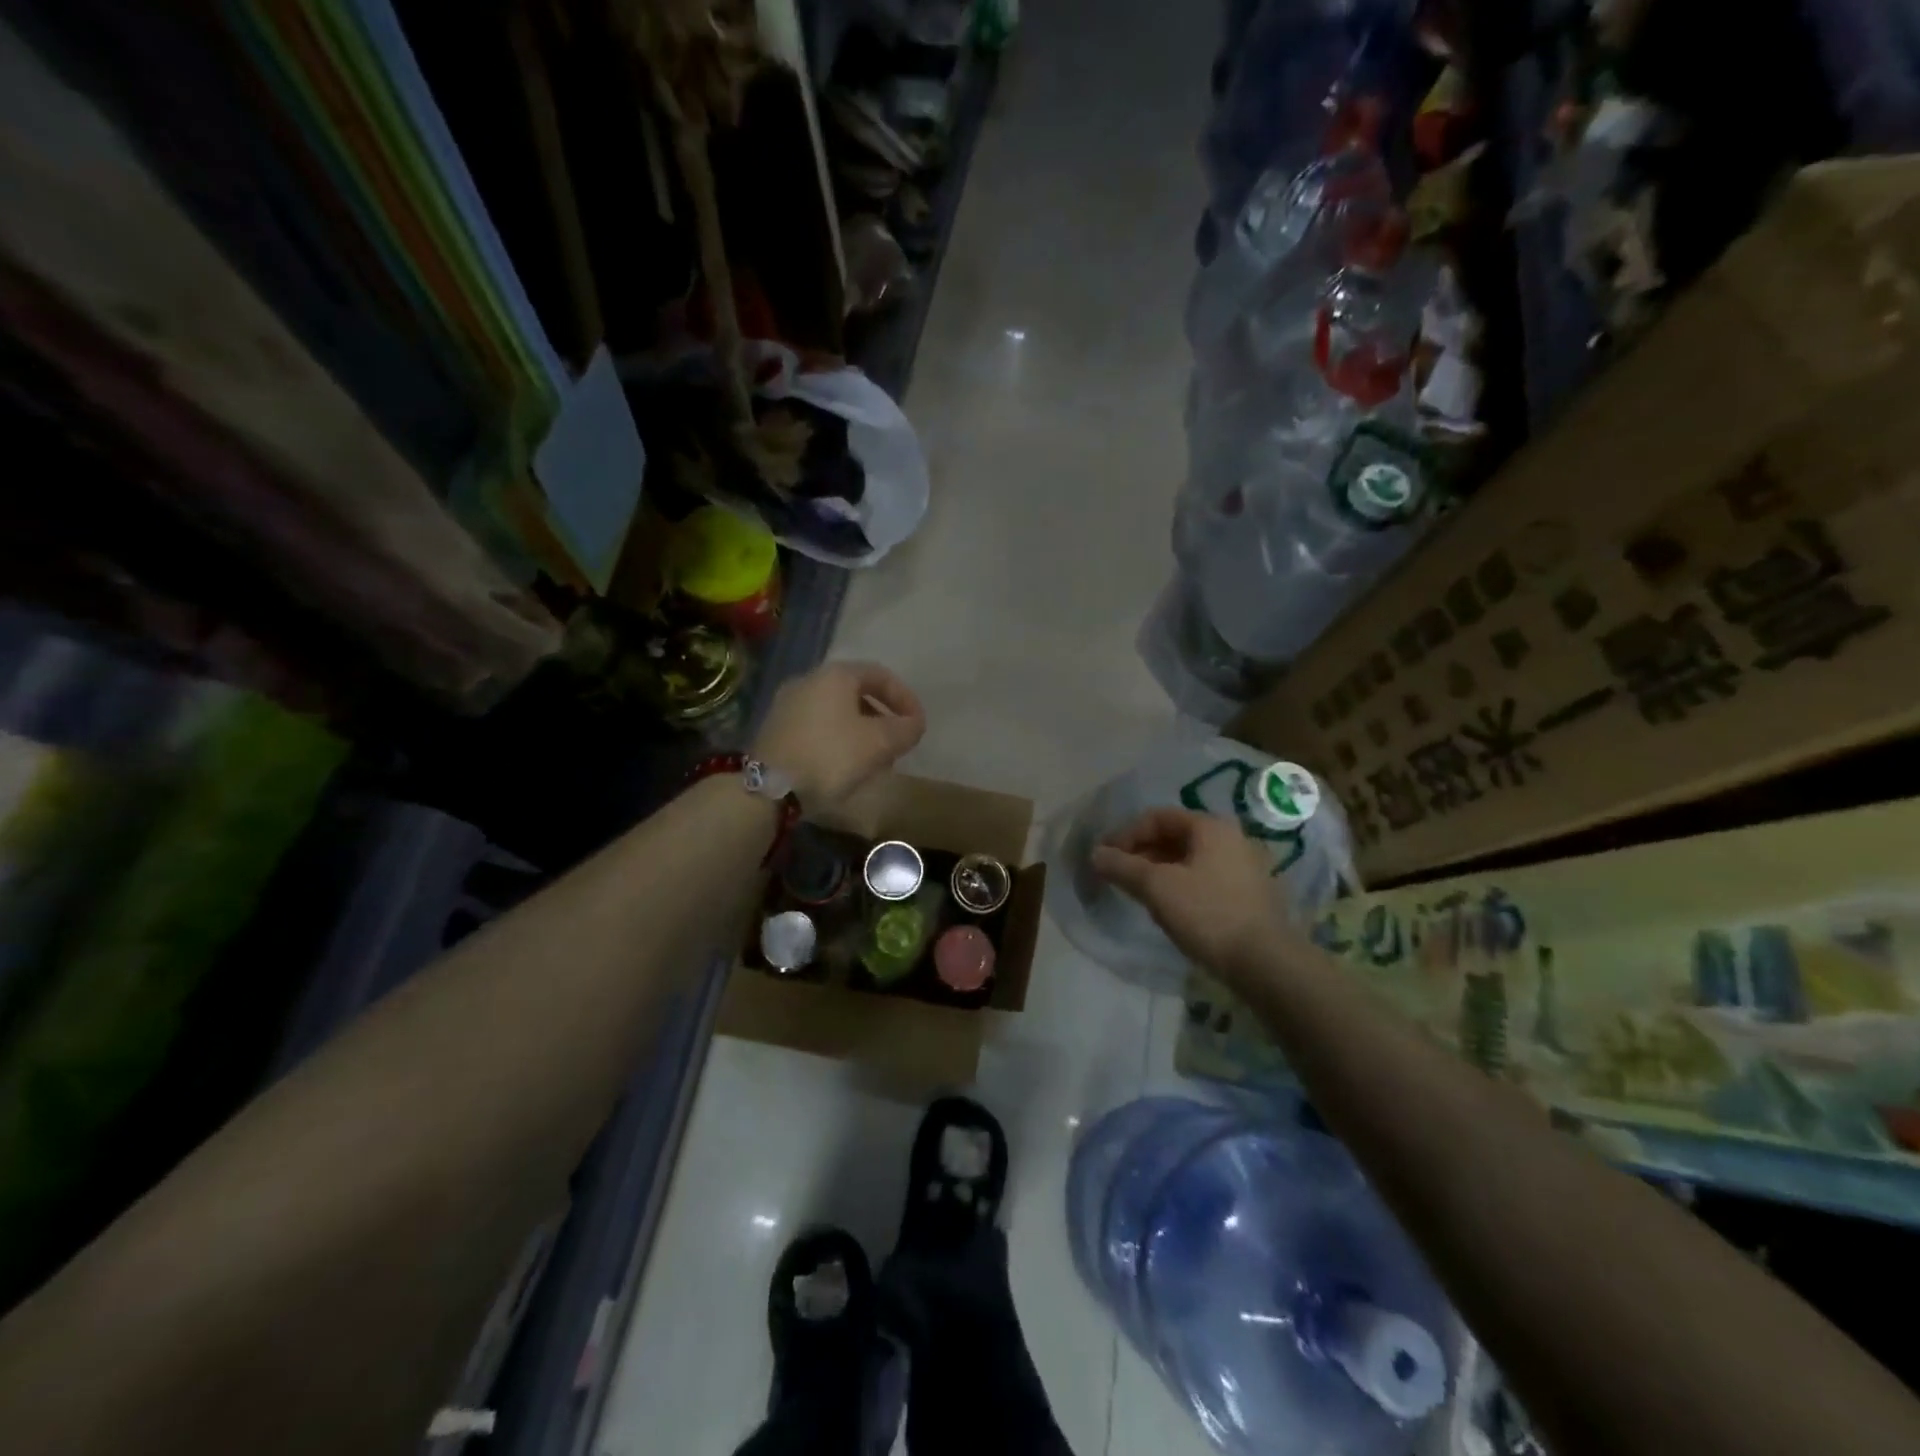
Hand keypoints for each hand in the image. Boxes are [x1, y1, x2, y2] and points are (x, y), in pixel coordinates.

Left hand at [752, 661, 925, 809]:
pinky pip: (817, 727)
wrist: (768, 788)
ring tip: (874, 760)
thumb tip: (913, 724)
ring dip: (861, 731)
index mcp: (835, 675)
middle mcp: (808, 680)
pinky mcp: (775, 730)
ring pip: (836, 712)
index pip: (880, 675)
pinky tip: (844, 766)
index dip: (905, 698)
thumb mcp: (879, 743)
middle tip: (897, 743)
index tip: (917, 724)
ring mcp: (787, 705)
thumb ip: (905, 729)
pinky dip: (838, 740)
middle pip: (856, 693)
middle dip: (882, 717)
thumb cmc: (830, 756)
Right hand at [1089, 809, 1304, 978]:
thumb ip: (1123, 866)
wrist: (1266, 963)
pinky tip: (1168, 907)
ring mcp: (1244, 866)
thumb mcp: (1157, 888)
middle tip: (1117, 874)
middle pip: (1175, 836)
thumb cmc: (1208, 914)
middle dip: (1141, 852)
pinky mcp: (1249, 894)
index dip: (1125, 834)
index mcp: (1211, 826)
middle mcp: (1232, 838)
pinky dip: (1180, 884)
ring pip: (1189, 859)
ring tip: (1137, 892)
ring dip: (1159, 870)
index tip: (1104, 857)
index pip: (1157, 817)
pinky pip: (1205, 877)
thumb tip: (1095, 854)